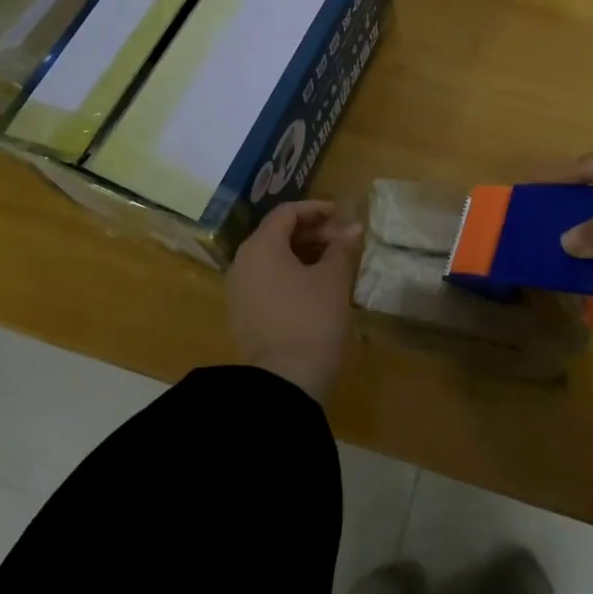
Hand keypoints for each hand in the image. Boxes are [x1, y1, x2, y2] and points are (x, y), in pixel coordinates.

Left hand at [227, 200, 362, 402]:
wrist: (284, 384)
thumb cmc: (312, 320)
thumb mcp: (333, 280)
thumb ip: (342, 248)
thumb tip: (352, 228)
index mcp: (260, 247)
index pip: (287, 212)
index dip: (317, 209)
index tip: (343, 216)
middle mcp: (243, 263)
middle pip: (278, 234)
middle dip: (313, 232)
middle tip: (344, 241)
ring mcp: (240, 291)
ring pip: (274, 258)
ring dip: (305, 253)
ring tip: (336, 263)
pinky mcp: (245, 314)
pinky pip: (269, 280)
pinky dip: (293, 274)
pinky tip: (319, 287)